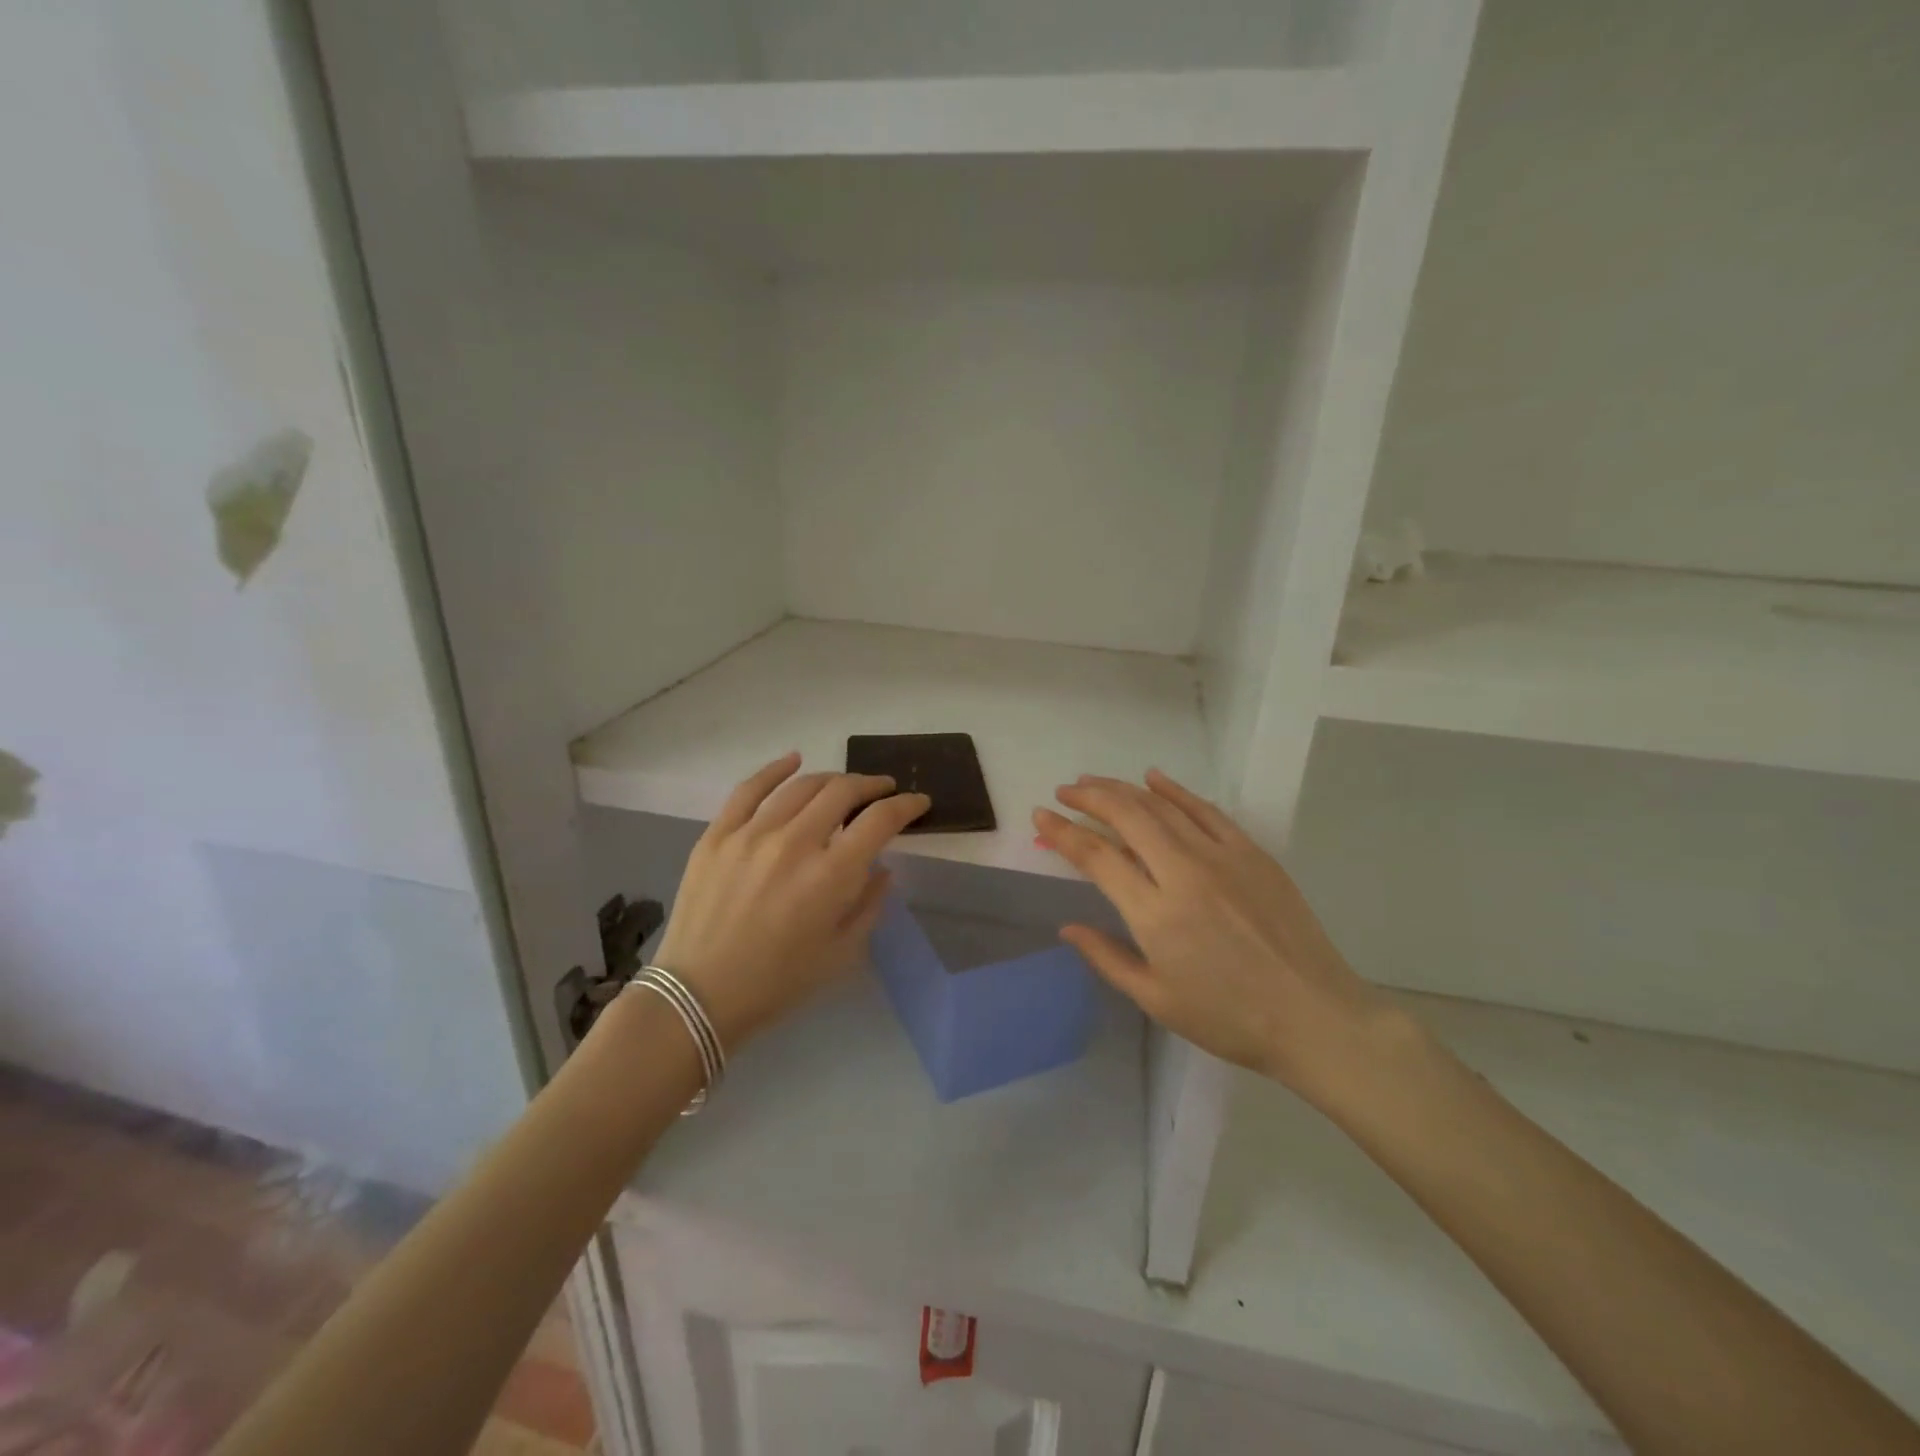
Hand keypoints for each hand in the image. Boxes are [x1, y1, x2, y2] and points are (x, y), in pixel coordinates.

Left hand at [654, 754, 930, 1051]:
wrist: (698, 995)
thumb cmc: (778, 982)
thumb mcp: (841, 953)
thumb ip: (869, 904)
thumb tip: (882, 868)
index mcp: (831, 876)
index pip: (880, 820)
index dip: (906, 805)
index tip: (918, 802)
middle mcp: (795, 843)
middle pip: (843, 792)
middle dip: (872, 785)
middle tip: (883, 790)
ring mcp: (752, 834)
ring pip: (802, 785)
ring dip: (832, 779)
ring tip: (844, 786)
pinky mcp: (718, 834)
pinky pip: (749, 788)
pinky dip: (776, 769)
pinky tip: (793, 760)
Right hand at [1034, 771, 1411, 1105]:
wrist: (1315, 1016)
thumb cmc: (1229, 1018)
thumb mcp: (1156, 999)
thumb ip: (1106, 957)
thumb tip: (1067, 927)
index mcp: (1155, 914)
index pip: (1097, 857)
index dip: (1063, 833)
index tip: (1041, 816)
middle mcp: (1183, 873)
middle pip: (1127, 817)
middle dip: (1089, 797)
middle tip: (1065, 790)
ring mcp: (1221, 857)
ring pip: (1162, 806)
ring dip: (1123, 789)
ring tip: (1095, 782)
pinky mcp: (1251, 852)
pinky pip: (1206, 810)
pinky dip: (1175, 790)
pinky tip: (1154, 778)